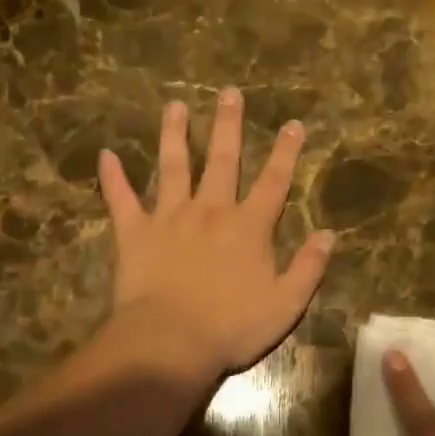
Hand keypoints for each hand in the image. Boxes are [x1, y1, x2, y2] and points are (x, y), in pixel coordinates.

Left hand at [99, 88, 334, 379]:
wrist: (171, 342)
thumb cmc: (233, 327)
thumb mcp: (287, 304)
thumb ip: (308, 267)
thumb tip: (329, 235)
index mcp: (249, 227)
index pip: (274, 181)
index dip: (286, 152)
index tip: (293, 124)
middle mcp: (211, 210)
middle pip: (223, 160)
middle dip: (228, 125)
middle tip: (229, 93)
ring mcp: (170, 217)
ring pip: (173, 166)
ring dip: (174, 134)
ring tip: (174, 106)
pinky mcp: (134, 232)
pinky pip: (121, 199)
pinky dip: (112, 178)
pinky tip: (106, 155)